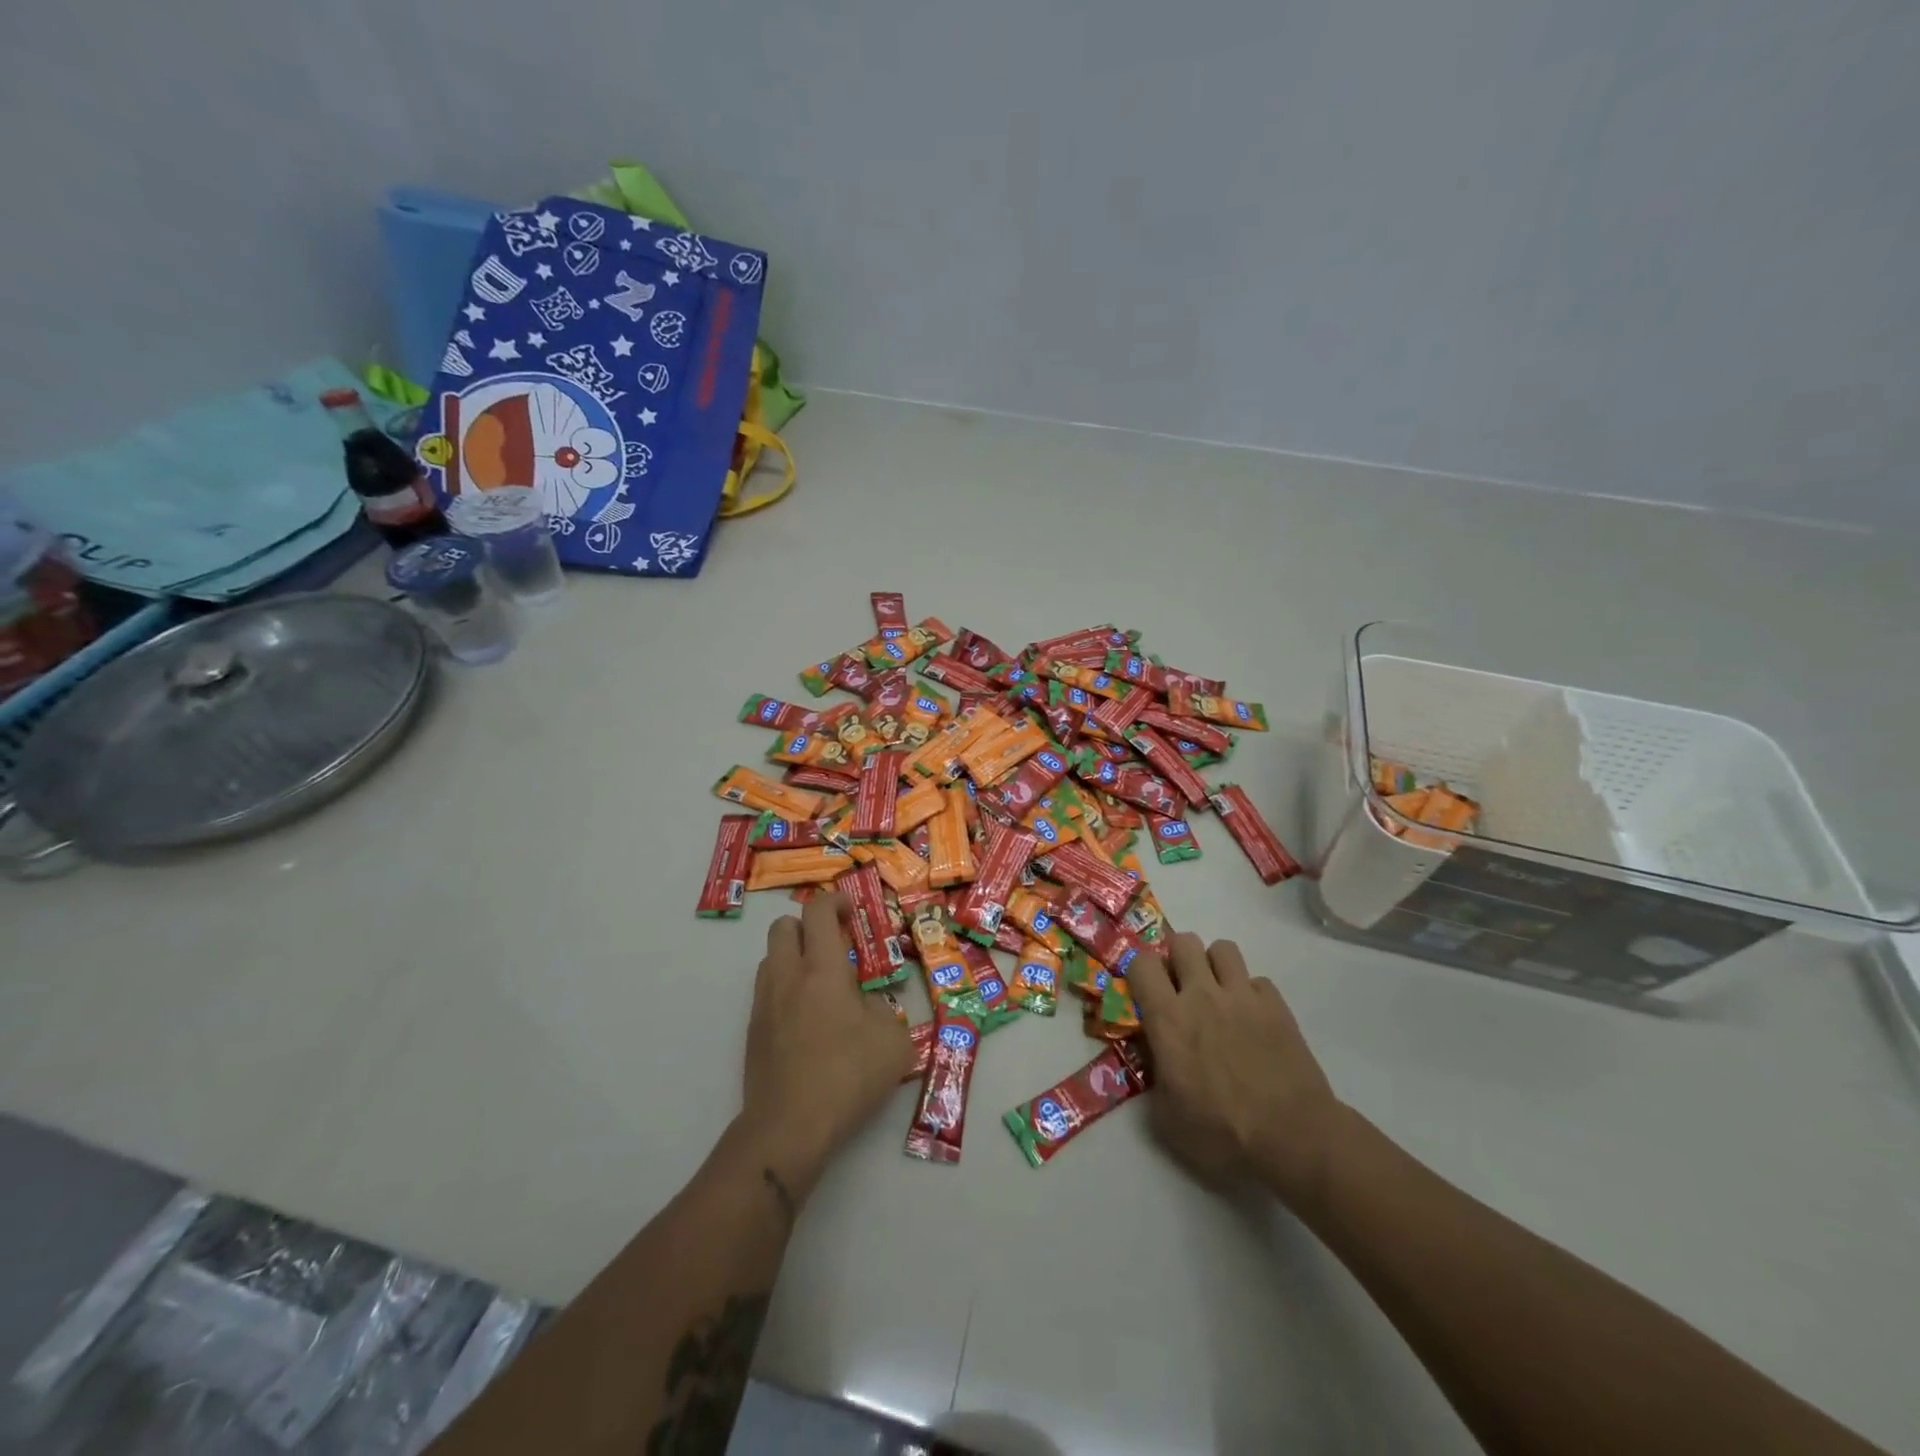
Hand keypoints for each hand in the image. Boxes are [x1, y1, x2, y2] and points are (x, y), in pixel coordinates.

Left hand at [741, 893, 913, 1188]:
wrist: (789, 1127)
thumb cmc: (847, 1076)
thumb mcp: (892, 1041)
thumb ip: (884, 1009)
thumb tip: (867, 1004)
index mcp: (822, 970)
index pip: (818, 912)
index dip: (835, 901)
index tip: (851, 911)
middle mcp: (787, 977)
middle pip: (783, 926)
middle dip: (808, 925)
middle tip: (834, 945)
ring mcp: (764, 1004)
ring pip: (770, 958)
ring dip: (793, 956)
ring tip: (820, 983)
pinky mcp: (752, 1032)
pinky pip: (766, 991)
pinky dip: (785, 989)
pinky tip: (807, 1019)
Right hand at [1130, 932, 1343, 1203]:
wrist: (1292, 1137)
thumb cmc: (1221, 1132)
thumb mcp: (1166, 1116)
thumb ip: (1153, 1074)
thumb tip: (1154, 1054)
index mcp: (1168, 1018)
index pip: (1142, 963)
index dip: (1141, 971)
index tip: (1146, 991)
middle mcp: (1202, 995)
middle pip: (1184, 941)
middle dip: (1179, 958)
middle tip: (1183, 986)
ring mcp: (1242, 996)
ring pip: (1223, 948)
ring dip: (1215, 966)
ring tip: (1219, 993)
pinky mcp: (1276, 1005)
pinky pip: (1258, 980)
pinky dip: (1252, 993)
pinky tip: (1254, 1019)